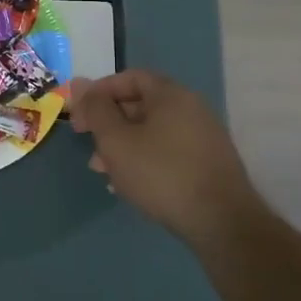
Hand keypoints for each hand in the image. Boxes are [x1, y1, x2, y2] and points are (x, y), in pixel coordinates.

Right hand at [68, 70, 260, 252]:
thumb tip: (79, 82)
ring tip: (104, 171)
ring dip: (123, 146)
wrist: (222, 223)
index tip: (79, 116)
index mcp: (171, 94)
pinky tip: (131, 185)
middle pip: (141, 105)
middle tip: (89, 146)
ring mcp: (204, 137)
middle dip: (109, 124)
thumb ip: (95, 109)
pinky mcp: (208, 164)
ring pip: (152, 132)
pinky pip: (168, 151)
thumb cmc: (161, 173)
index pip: (129, 78)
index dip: (99, 93)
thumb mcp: (116, 140)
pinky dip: (145, 160)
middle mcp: (192, 108)